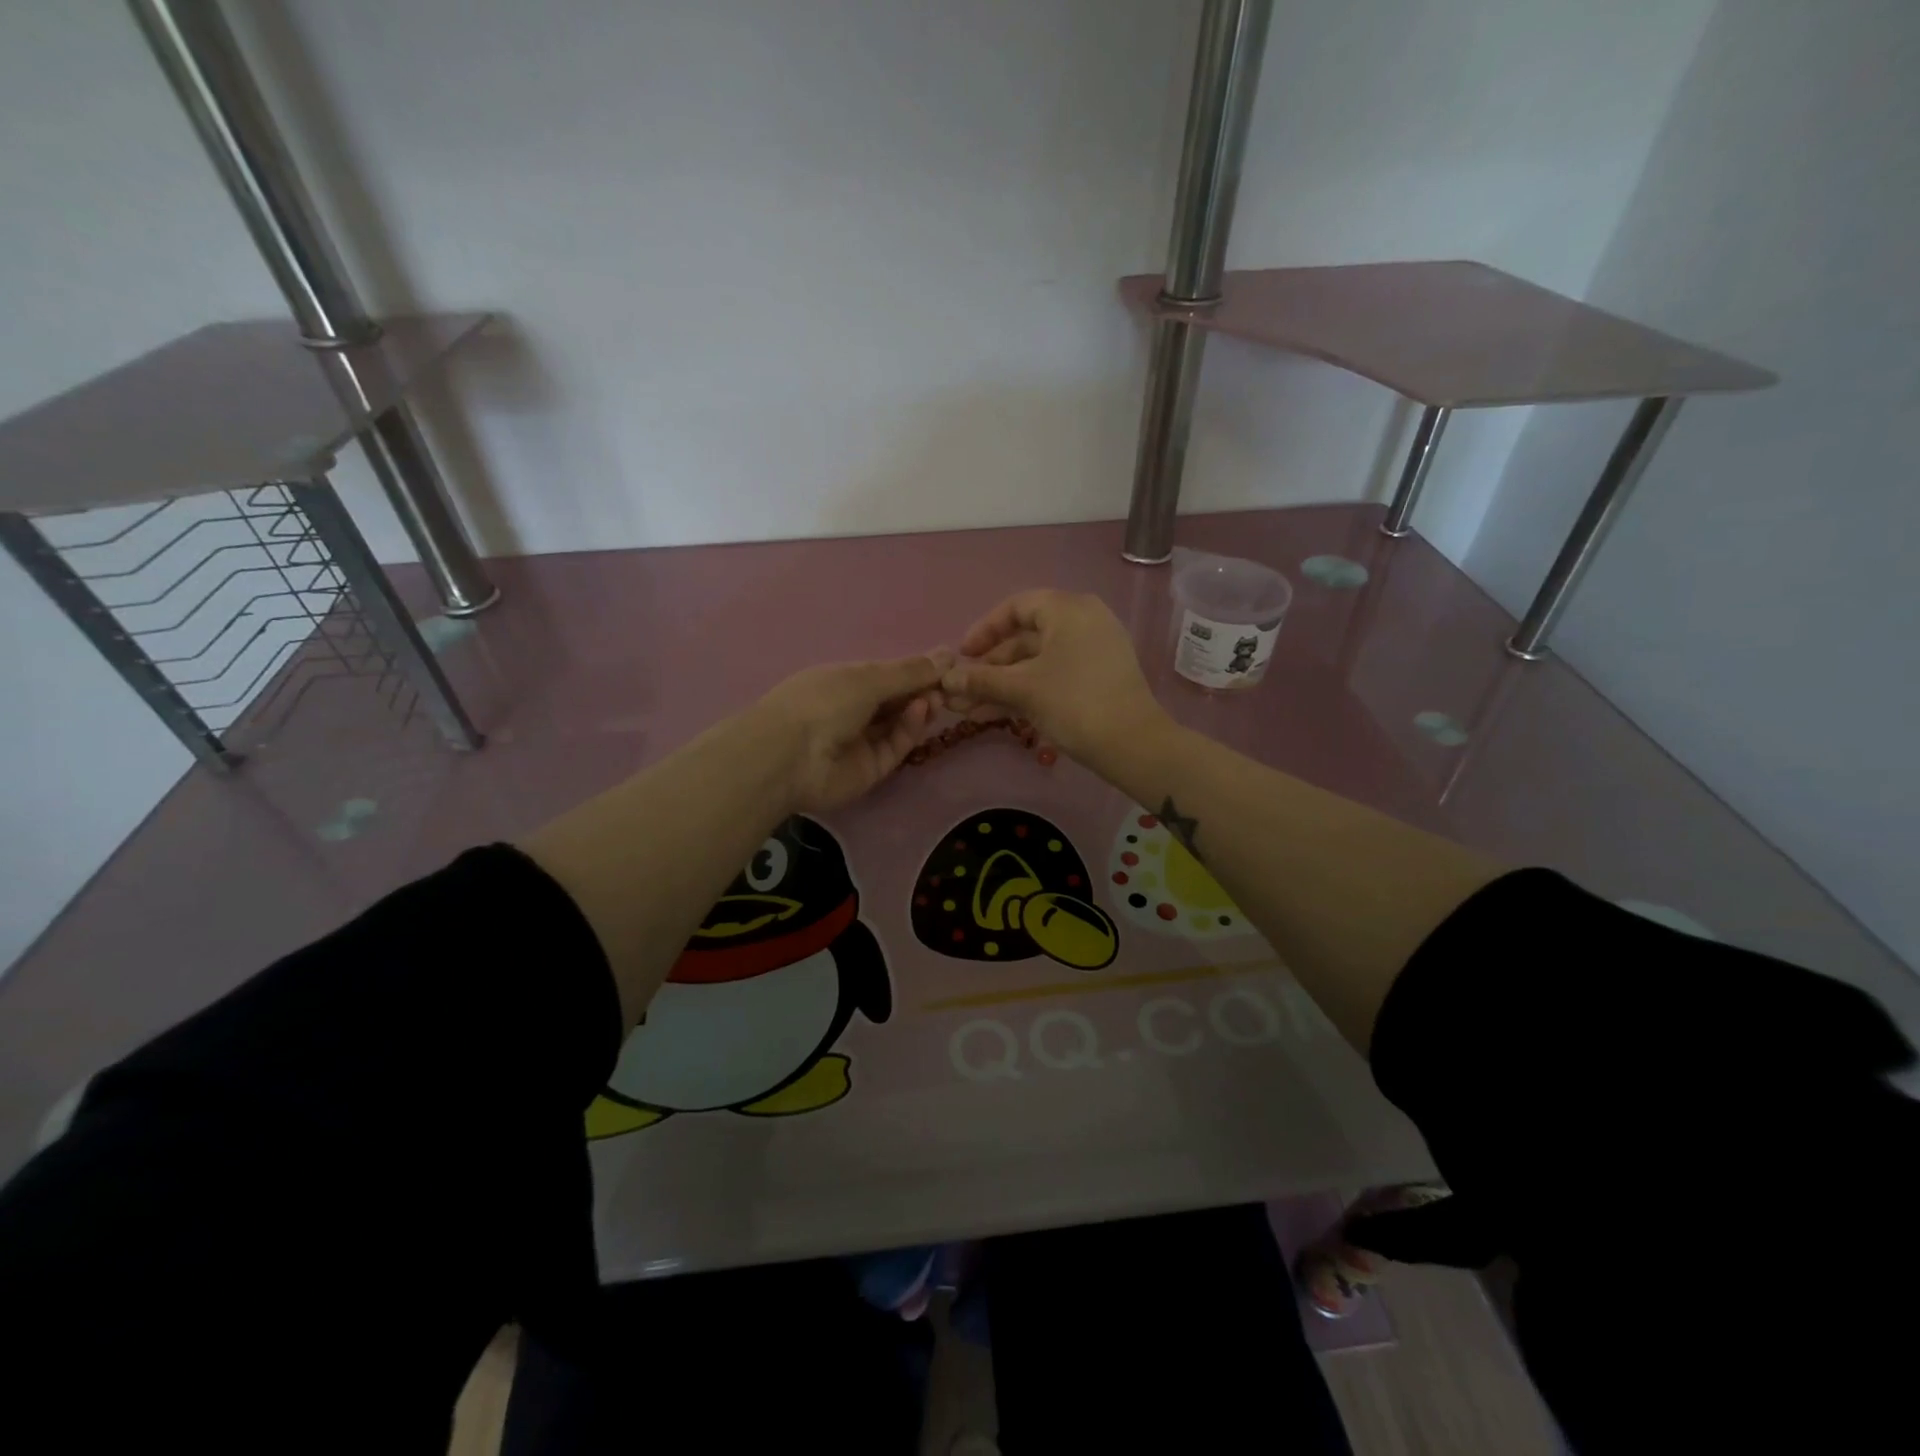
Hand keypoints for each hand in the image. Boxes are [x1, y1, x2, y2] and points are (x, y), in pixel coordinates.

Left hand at [757, 651, 952, 812]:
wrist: (790, 757)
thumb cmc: (823, 701)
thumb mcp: (868, 677)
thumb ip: (910, 671)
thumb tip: (948, 654)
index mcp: (844, 681)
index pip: (886, 675)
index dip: (915, 670)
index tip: (947, 665)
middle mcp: (852, 710)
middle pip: (895, 700)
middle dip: (921, 690)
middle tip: (948, 684)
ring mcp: (861, 741)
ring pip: (899, 724)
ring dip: (919, 709)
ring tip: (937, 697)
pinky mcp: (871, 769)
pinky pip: (896, 746)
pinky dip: (910, 729)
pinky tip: (922, 711)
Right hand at [940, 590, 1170, 769]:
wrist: (1132, 744)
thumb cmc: (1074, 703)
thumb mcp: (1023, 689)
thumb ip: (982, 680)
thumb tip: (945, 681)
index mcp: (1068, 609)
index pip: (1016, 607)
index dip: (984, 630)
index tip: (962, 656)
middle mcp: (1083, 621)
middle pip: (1025, 637)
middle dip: (990, 666)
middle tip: (963, 689)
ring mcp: (1094, 650)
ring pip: (1037, 661)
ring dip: (1003, 683)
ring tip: (970, 708)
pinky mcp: (1098, 678)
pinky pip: (1054, 675)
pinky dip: (1027, 690)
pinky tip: (997, 713)